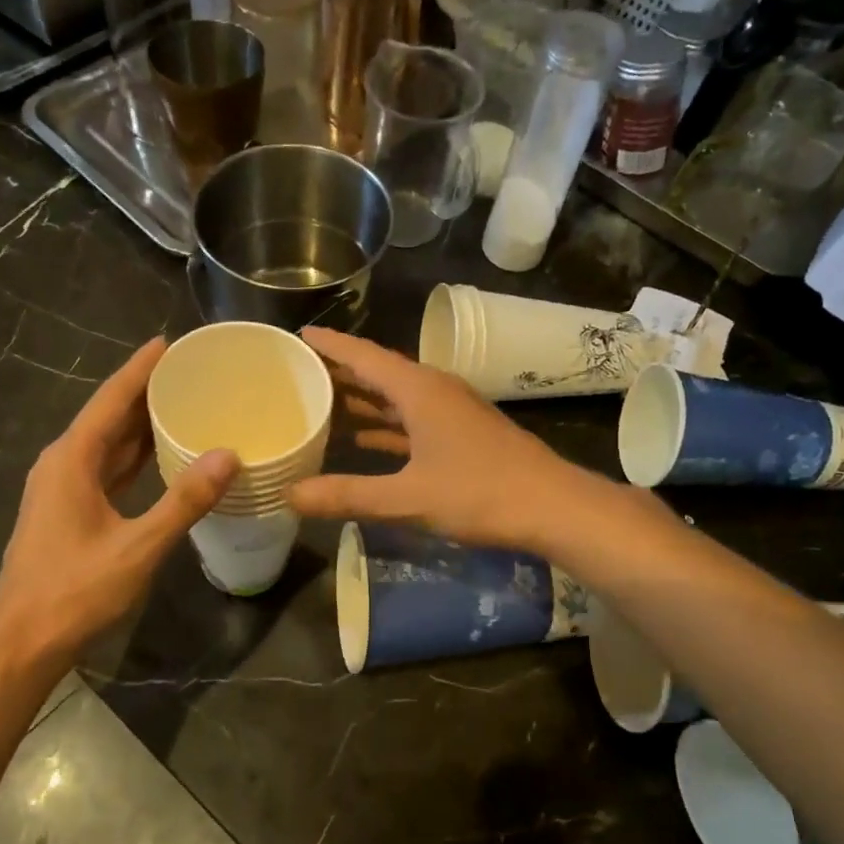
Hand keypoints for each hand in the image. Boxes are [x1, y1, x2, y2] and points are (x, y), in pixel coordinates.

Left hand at [0, 337, 238, 674]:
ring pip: (107, 443)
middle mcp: (63, 464)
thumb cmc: (75, 592)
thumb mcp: (137, 548)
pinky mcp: (68, 510)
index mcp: (72, 460)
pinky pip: (106, 468)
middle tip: (190, 371)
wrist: (23, 643)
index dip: (140, 369)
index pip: (111, 400)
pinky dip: (134, 456)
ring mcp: (62, 488)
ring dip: (140, 423)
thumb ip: (183, 502)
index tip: (169, 342)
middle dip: (145, 391)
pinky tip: (161, 455)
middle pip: (108, 416)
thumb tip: (228, 456)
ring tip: (182, 402)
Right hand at [285, 327, 585, 551]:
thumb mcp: (407, 498)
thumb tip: (291, 495)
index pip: (364, 357)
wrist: (552, 507)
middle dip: (340, 372)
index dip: (330, 346)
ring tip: (321, 402)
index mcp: (419, 390)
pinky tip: (363, 438)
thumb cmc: (479, 493)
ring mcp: (451, 412)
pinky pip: (412, 420)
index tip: (298, 336)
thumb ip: (348, 495)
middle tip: (298, 372)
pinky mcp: (462, 435)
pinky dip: (385, 425)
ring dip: (362, 399)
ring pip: (396, 398)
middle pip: (378, 373)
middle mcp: (433, 391)